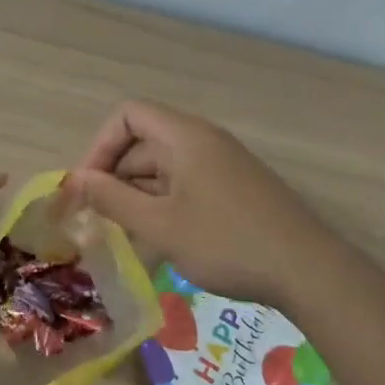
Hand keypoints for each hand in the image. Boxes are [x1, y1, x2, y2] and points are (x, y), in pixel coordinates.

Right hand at [63, 101, 336, 307]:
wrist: (308, 269)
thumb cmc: (226, 242)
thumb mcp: (160, 225)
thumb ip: (113, 199)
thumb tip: (76, 180)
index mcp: (184, 136)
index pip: (128, 115)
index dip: (100, 146)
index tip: (88, 186)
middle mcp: (203, 141)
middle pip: (144, 142)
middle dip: (115, 176)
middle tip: (98, 219)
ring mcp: (223, 165)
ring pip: (165, 168)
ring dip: (138, 196)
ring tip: (124, 236)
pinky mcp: (236, 189)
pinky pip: (187, 186)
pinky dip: (165, 206)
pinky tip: (159, 242)